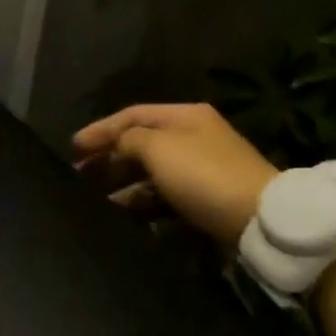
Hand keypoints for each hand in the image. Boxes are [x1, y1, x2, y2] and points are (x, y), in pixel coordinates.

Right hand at [71, 104, 277, 247]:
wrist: (262, 220)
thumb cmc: (204, 175)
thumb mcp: (158, 148)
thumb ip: (128, 140)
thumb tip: (116, 145)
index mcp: (184, 116)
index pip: (131, 115)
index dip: (100, 130)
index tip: (73, 149)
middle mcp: (194, 137)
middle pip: (141, 143)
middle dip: (108, 158)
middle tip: (79, 176)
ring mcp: (203, 169)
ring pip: (152, 172)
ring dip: (123, 183)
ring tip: (96, 198)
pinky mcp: (208, 199)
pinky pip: (166, 196)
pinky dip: (144, 202)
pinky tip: (126, 214)